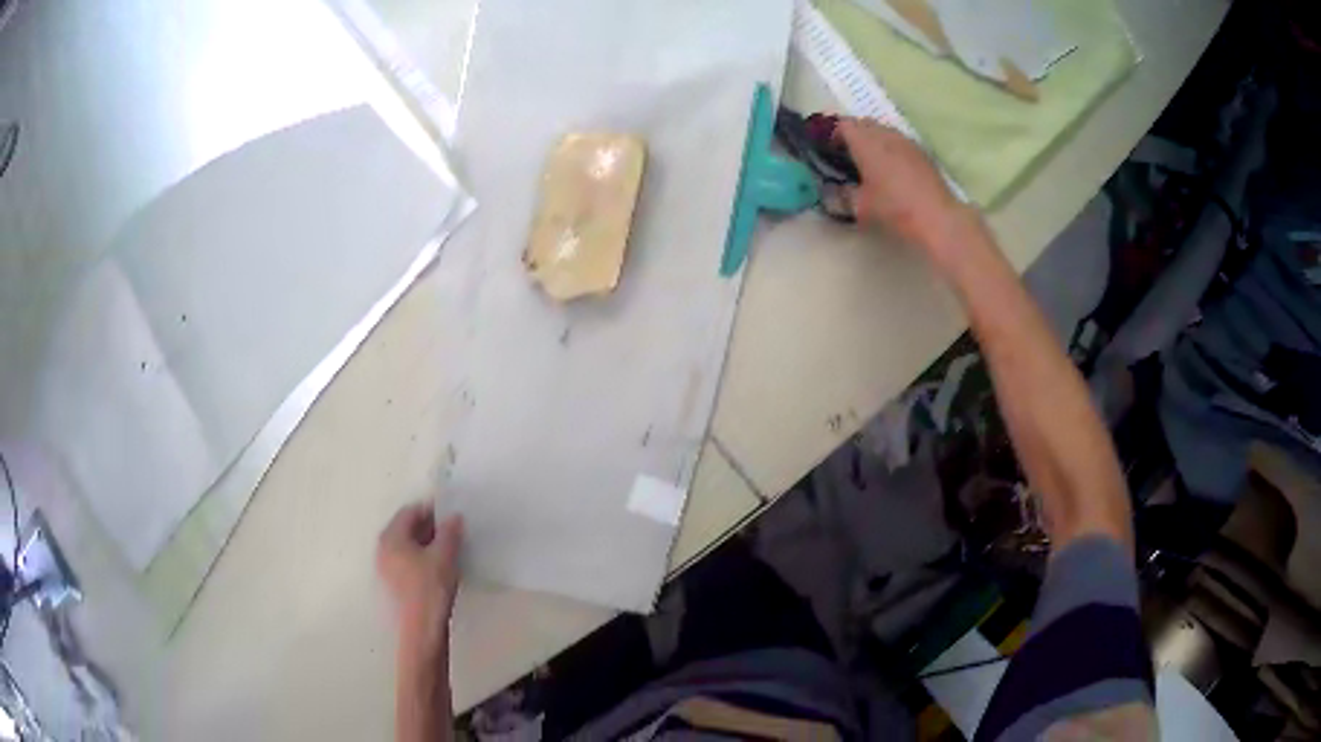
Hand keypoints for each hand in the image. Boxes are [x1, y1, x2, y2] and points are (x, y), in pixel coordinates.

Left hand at [377, 502, 463, 637]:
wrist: (421, 630)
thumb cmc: (430, 588)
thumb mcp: (445, 556)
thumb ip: (450, 532)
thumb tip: (454, 517)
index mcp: (390, 536)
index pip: (410, 511)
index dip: (432, 510)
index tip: (452, 515)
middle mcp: (382, 548)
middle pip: (406, 529)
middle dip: (430, 528)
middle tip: (453, 532)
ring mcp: (386, 568)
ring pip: (408, 547)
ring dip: (427, 545)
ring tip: (450, 551)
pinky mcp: (393, 585)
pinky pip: (407, 562)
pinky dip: (422, 559)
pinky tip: (440, 570)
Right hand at [837, 118, 967, 254]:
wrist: (936, 217)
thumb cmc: (894, 208)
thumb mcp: (860, 207)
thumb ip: (842, 195)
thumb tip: (832, 191)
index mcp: (865, 142)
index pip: (842, 124)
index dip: (832, 133)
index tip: (827, 149)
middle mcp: (884, 134)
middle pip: (863, 123)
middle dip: (852, 134)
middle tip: (846, 154)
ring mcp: (905, 141)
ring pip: (882, 130)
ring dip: (872, 139)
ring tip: (869, 161)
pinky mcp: (920, 152)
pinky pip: (898, 141)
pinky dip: (889, 148)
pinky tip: (891, 168)